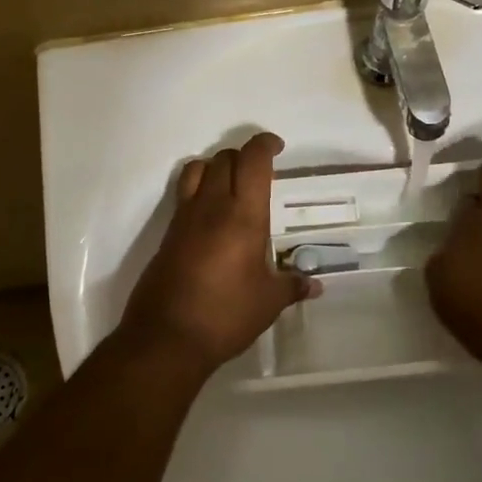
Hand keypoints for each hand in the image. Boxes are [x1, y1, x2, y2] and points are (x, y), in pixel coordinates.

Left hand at [120, 132, 315, 370]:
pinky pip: (184, 193)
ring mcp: (185, 217)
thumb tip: (315, 285)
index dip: (264, 144)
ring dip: (216, 166)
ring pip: (198, 168)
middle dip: (244, 155)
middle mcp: (212, 206)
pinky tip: (211, 214)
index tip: (276, 146)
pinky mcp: (168, 233)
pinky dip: (199, 187)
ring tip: (231, 184)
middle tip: (260, 172)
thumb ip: (292, 286)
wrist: (166, 338)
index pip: (252, 160)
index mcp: (243, 215)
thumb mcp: (268, 302)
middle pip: (225, 158)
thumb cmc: (225, 315)